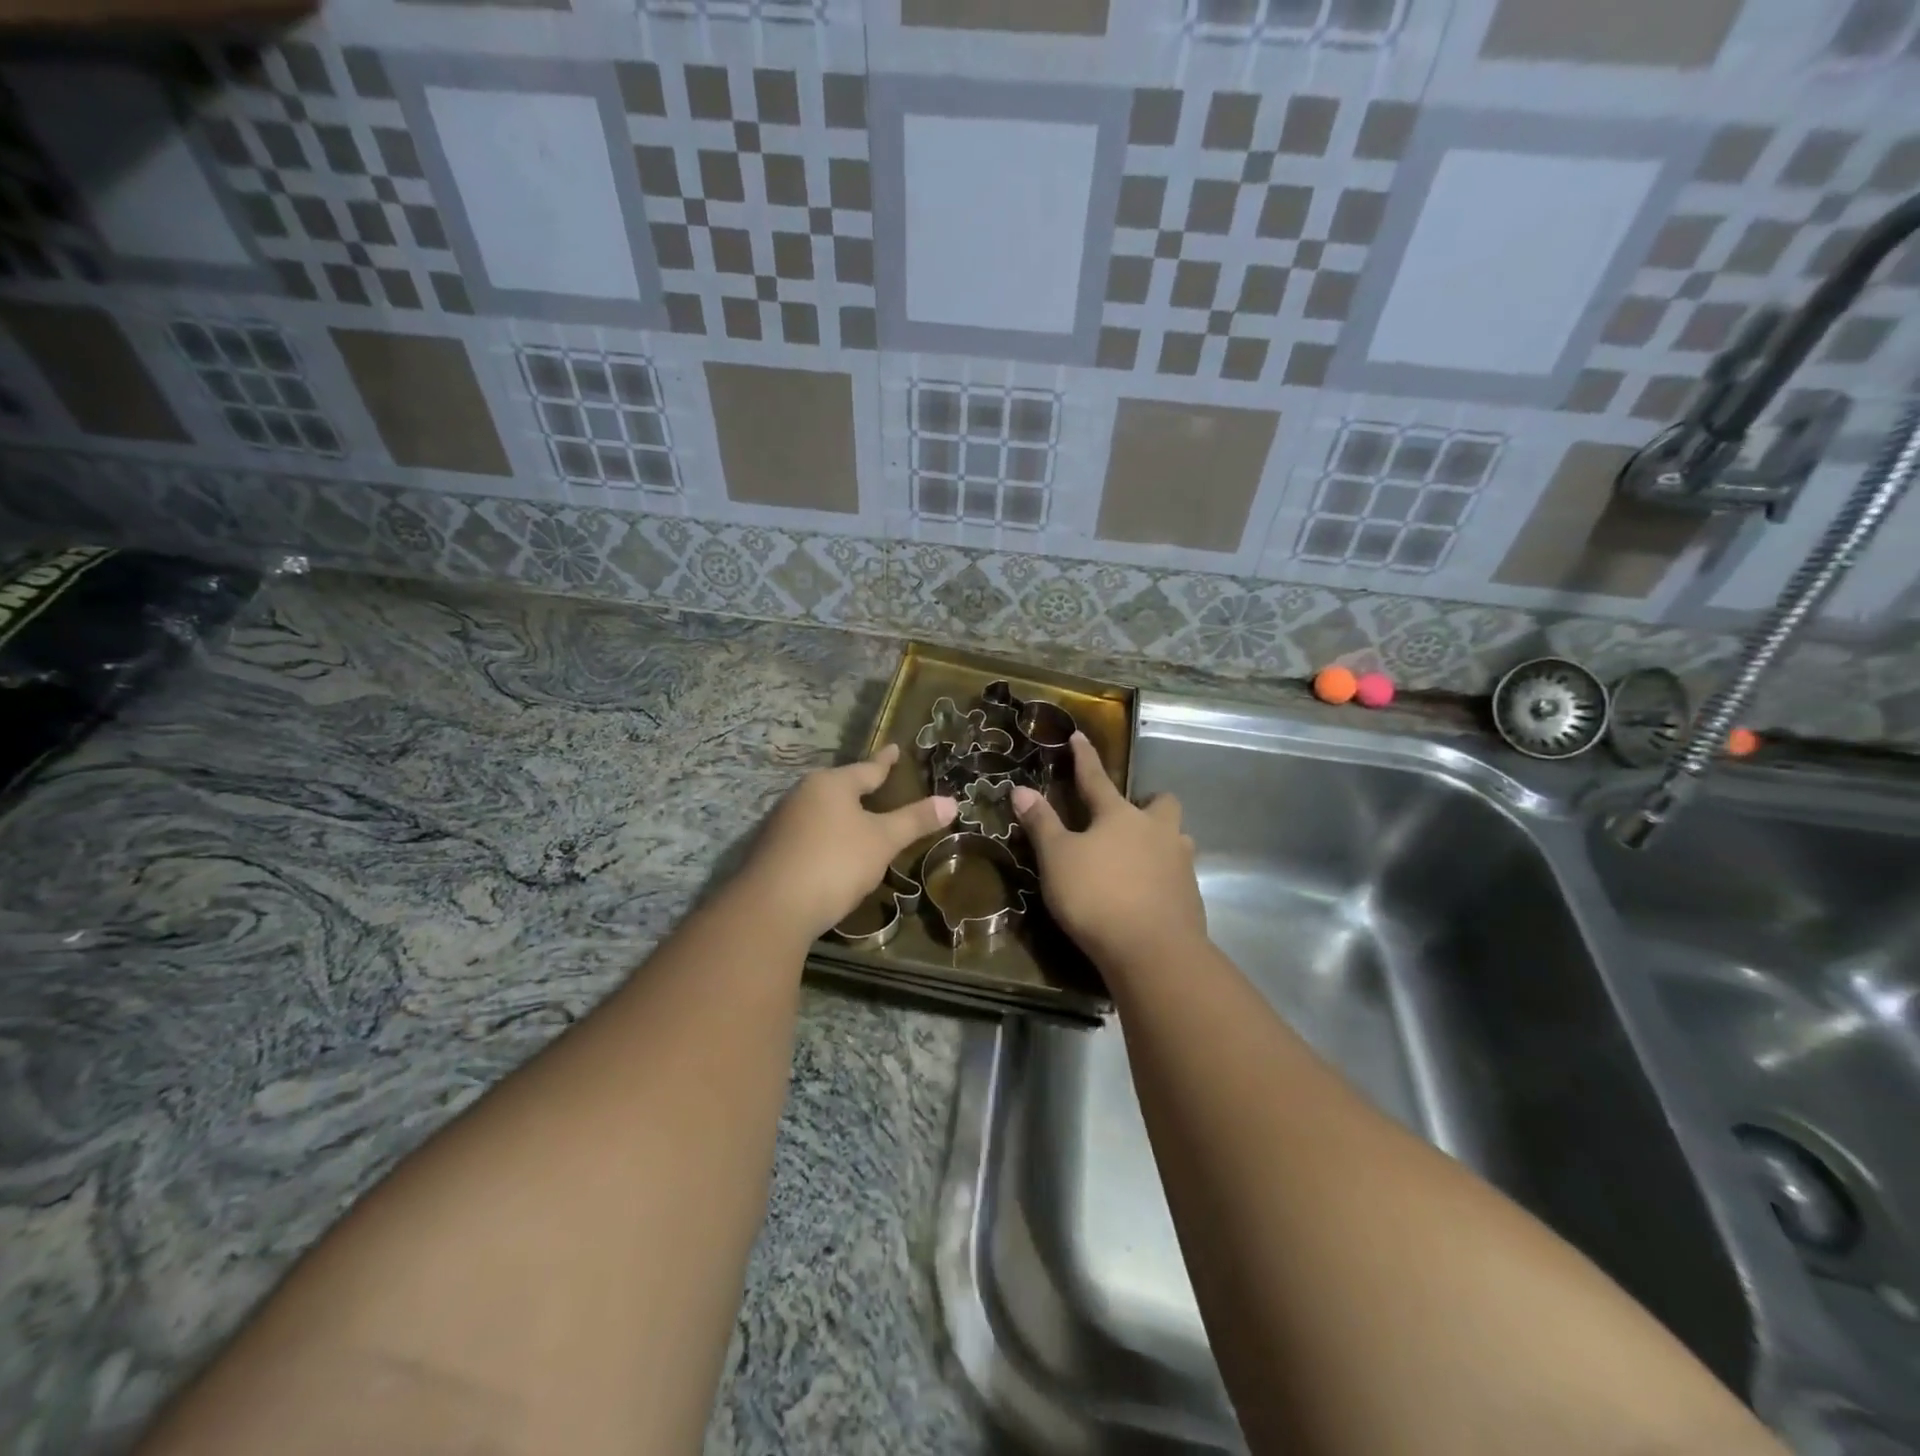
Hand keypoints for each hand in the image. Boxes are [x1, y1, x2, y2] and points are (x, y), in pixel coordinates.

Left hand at [739, 743, 955, 940]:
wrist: (773, 907)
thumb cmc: (835, 862)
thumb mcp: (883, 841)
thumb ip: (915, 821)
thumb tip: (951, 801)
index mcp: (831, 784)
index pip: (867, 768)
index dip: (885, 761)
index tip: (894, 748)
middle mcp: (803, 795)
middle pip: (840, 787)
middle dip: (859, 787)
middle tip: (879, 784)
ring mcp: (783, 822)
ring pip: (821, 811)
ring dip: (841, 815)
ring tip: (859, 819)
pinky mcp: (773, 850)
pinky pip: (808, 835)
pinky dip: (826, 838)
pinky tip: (833, 852)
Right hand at [1011, 733, 1205, 969]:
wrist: (1154, 951)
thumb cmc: (1097, 896)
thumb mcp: (1057, 859)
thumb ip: (1041, 823)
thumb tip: (1021, 789)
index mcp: (1119, 815)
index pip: (1096, 778)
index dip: (1084, 757)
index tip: (1079, 736)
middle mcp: (1156, 831)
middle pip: (1162, 804)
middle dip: (1149, 803)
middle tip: (1129, 818)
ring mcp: (1179, 863)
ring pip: (1176, 838)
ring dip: (1160, 841)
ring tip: (1138, 858)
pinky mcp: (1191, 895)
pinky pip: (1178, 874)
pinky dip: (1163, 876)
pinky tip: (1147, 894)